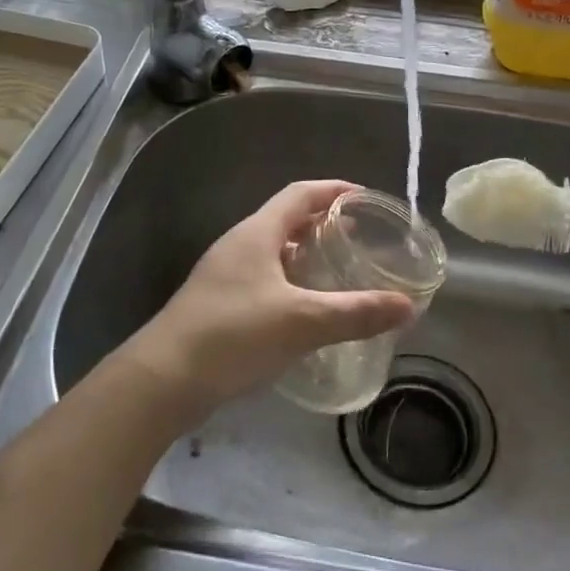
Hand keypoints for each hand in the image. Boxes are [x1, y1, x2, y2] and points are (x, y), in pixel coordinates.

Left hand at [121, 180, 415, 421]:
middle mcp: (239, 245)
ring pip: (274, 251)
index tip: (366, 198)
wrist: (162, 380)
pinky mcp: (219, 303)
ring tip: (339, 270)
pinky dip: (290, 282)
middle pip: (287, 219)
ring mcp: (225, 275)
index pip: (301, 194)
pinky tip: (306, 309)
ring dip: (306, 254)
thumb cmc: (233, 335)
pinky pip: (263, 278)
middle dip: (324, 223)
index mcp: (257, 233)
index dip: (334, 190)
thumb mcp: (301, 321)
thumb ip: (355, 312)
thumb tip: (408, 305)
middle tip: (360, 238)